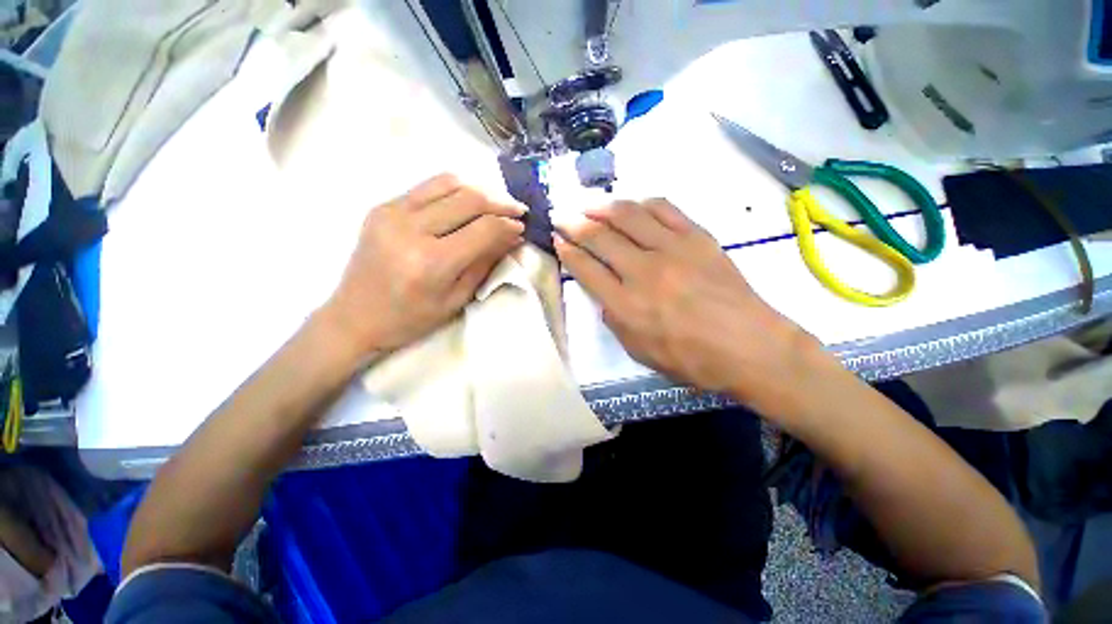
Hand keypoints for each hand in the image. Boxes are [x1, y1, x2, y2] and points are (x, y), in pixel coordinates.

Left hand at [321, 174, 524, 354]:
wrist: (355, 316)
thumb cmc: (411, 319)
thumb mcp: (456, 299)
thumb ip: (485, 263)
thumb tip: (511, 237)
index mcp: (432, 262)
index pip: (483, 229)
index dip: (507, 225)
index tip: (522, 227)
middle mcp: (411, 229)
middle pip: (468, 200)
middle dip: (500, 203)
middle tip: (517, 211)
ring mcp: (392, 212)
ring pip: (449, 184)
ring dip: (478, 191)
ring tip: (494, 204)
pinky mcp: (383, 206)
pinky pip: (427, 187)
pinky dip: (453, 190)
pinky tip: (465, 203)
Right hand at [555, 199, 825, 407]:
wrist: (749, 347)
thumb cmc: (691, 358)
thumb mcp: (638, 351)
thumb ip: (614, 319)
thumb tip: (603, 292)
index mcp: (625, 305)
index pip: (585, 268)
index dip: (567, 251)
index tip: (557, 239)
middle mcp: (643, 271)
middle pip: (600, 236)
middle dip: (574, 223)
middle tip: (562, 215)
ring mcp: (672, 249)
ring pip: (628, 215)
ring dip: (602, 206)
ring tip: (589, 204)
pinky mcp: (697, 237)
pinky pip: (664, 209)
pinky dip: (641, 203)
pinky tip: (631, 205)